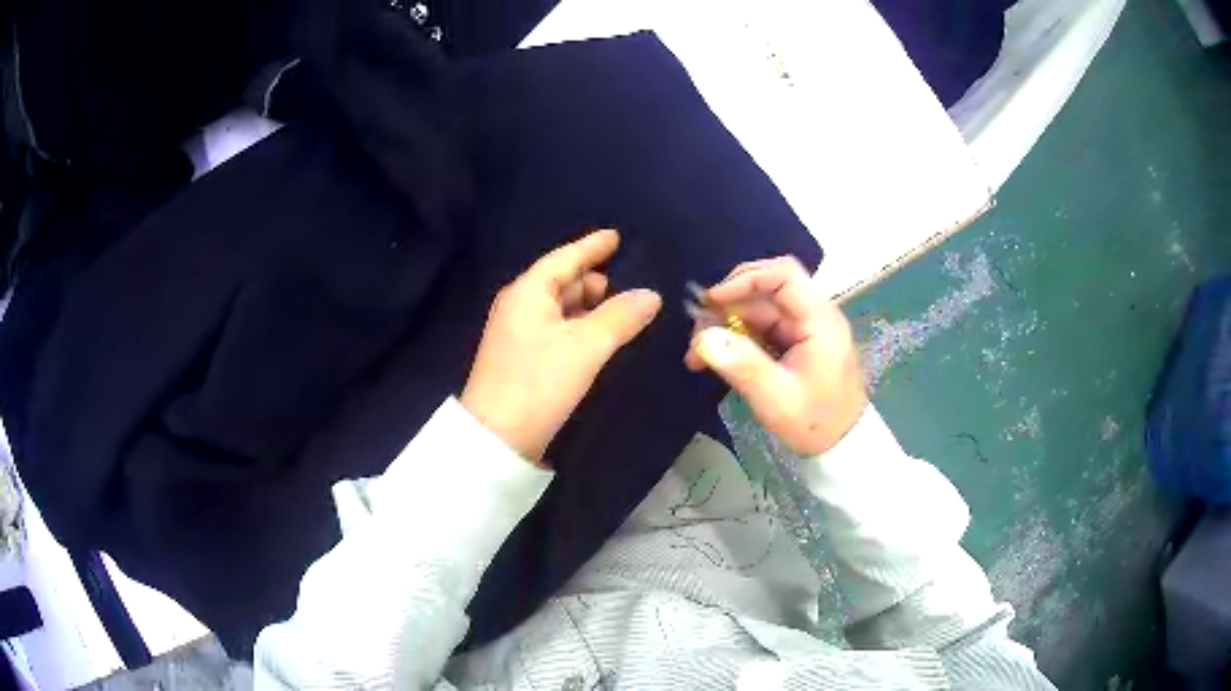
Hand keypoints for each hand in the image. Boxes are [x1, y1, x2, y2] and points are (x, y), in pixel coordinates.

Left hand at [461, 230, 662, 464]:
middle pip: (560, 281)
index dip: (591, 246)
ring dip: (587, 305)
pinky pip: (556, 329)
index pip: (564, 258)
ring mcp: (517, 334)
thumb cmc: (538, 383)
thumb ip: (620, 317)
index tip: (615, 236)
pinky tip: (596, 336)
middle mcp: (519, 307)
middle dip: (591, 278)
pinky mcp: (521, 359)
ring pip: (559, 307)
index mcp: (528, 293)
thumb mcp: (585, 347)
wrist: (497, 438)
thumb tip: (651, 295)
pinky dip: (578, 326)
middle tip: (624, 280)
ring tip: (618, 307)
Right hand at [684, 256, 865, 456]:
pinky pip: (761, 330)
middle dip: (727, 307)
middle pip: (765, 291)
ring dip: (726, 326)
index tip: (712, 301)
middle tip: (698, 334)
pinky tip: (715, 359)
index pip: (783, 275)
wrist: (841, 446)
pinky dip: (736, 340)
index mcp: (819, 320)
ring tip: (697, 355)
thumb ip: (742, 365)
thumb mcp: (776, 398)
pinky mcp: (795, 344)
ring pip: (758, 311)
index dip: (745, 279)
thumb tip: (704, 337)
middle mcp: (813, 316)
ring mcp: (804, 329)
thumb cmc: (815, 422)